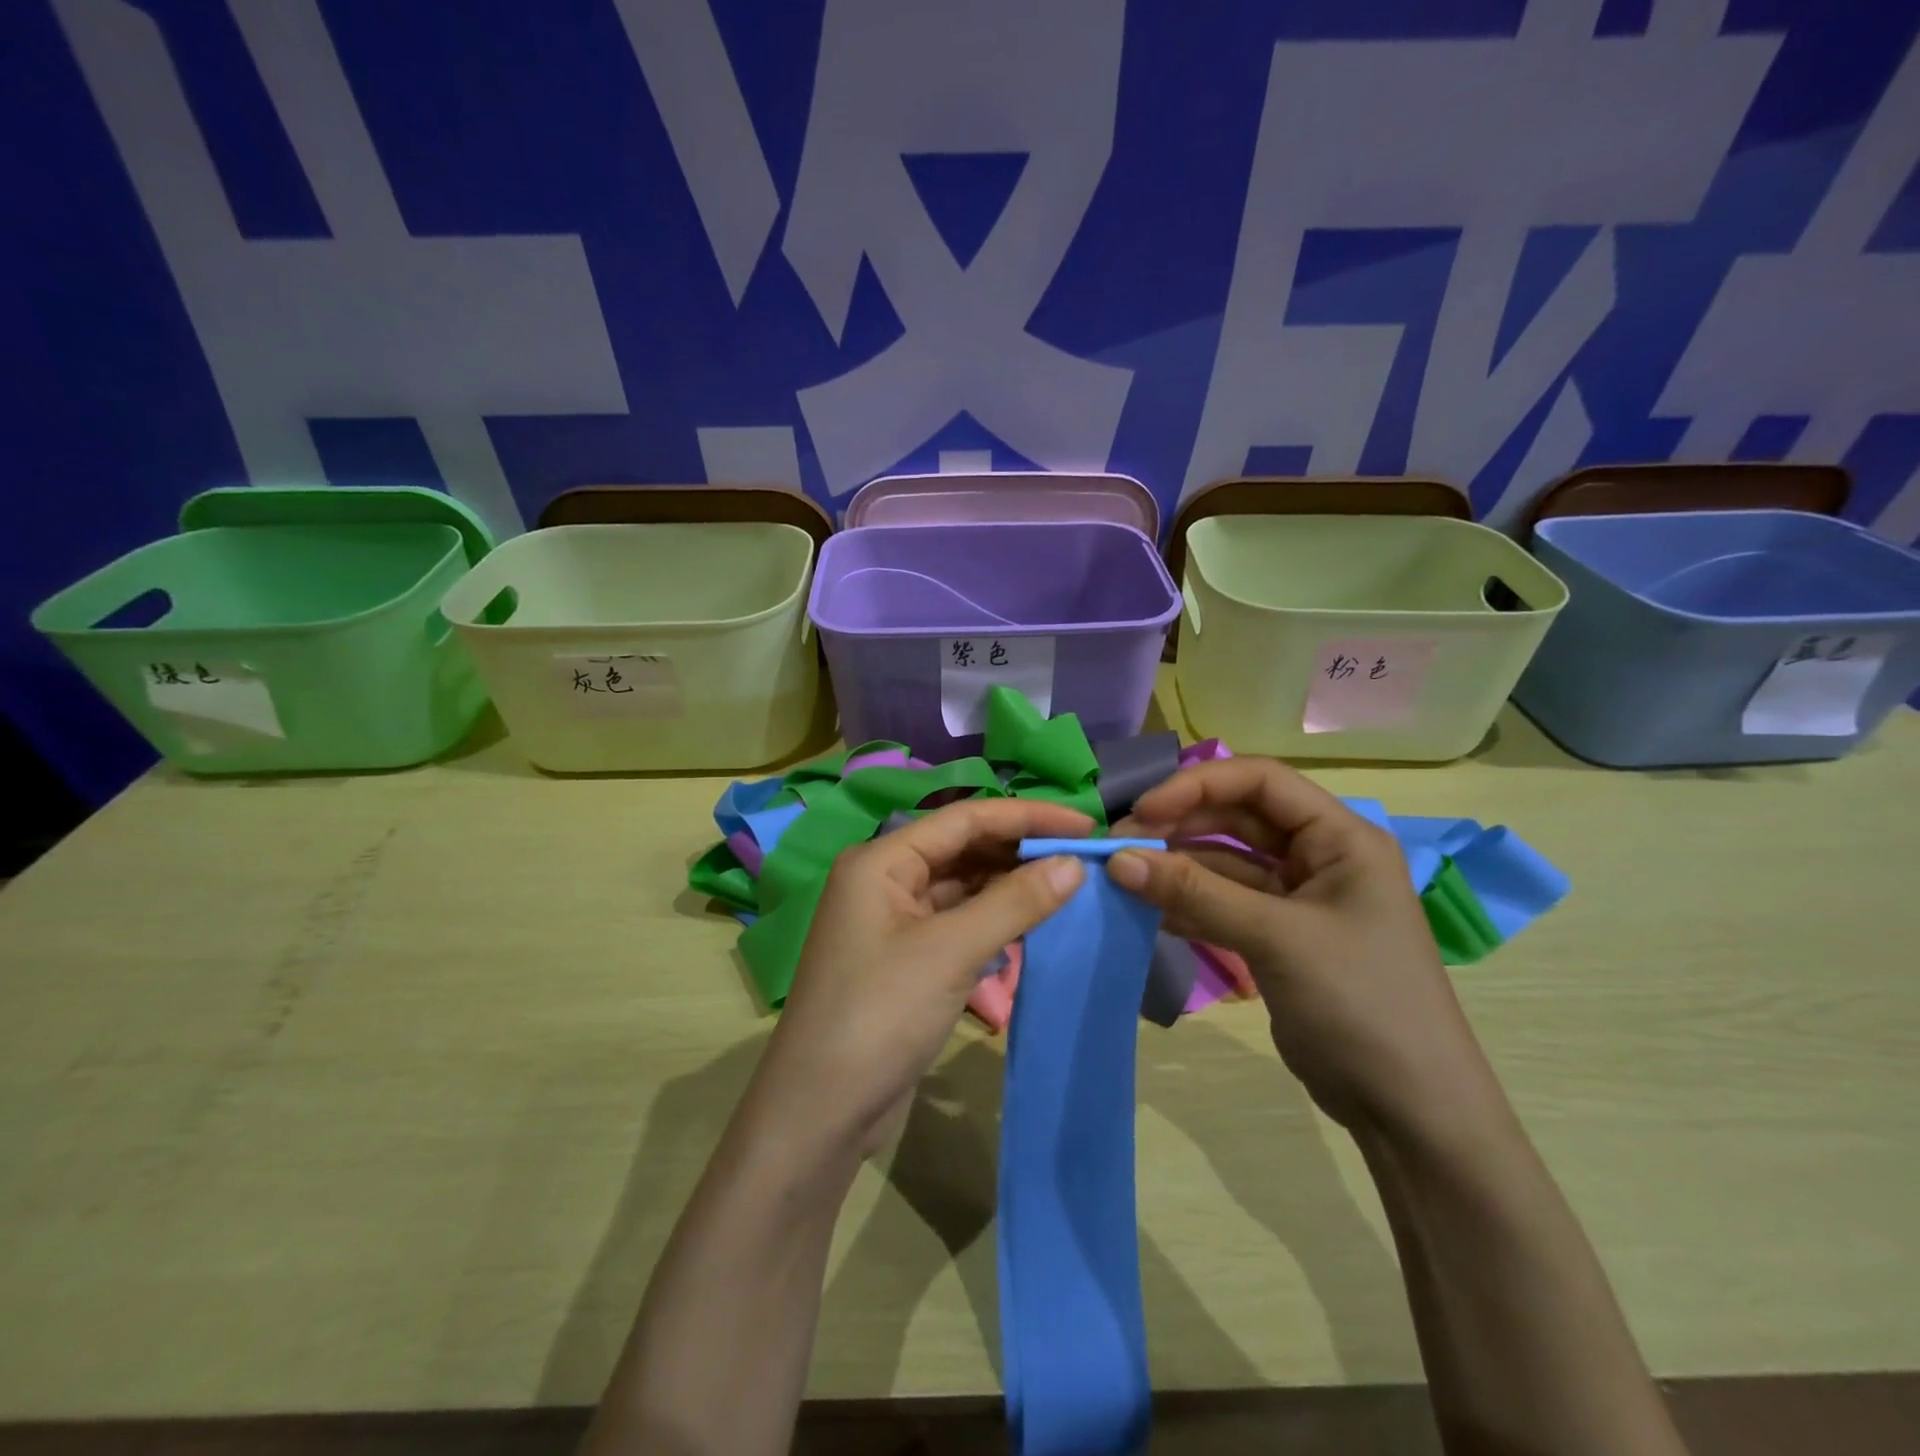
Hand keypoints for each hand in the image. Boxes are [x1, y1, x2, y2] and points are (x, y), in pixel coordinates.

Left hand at [747, 797, 1091, 1161]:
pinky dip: (994, 920)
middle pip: (963, 849)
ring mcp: (893, 922)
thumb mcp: (950, 953)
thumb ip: (1014, 903)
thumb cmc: (879, 1016)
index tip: (1084, 823)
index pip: (964, 818)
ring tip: (1068, 886)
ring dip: (1010, 886)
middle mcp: (884, 880)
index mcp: (881, 861)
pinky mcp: (906, 960)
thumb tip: (1073, 865)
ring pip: (963, 887)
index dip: (1026, 816)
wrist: (820, 1114)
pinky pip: (958, 923)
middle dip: (1020, 850)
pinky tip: (1032, 923)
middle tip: (1083, 857)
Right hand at [1107, 757, 1497, 1132]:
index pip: (1260, 780)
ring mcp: (1298, 899)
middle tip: (1120, 848)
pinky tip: (1149, 913)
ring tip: (1124, 879)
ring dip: (1177, 867)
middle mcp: (1319, 857)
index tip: (1143, 812)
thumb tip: (1117, 859)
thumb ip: (1195, 893)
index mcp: (1340, 837)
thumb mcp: (1277, 938)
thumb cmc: (1361, 1003)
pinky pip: (1224, 903)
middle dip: (1178, 826)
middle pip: (1237, 818)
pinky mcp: (1279, 938)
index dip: (1197, 785)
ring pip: (1225, 862)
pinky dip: (1187, 904)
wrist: (1409, 1111)